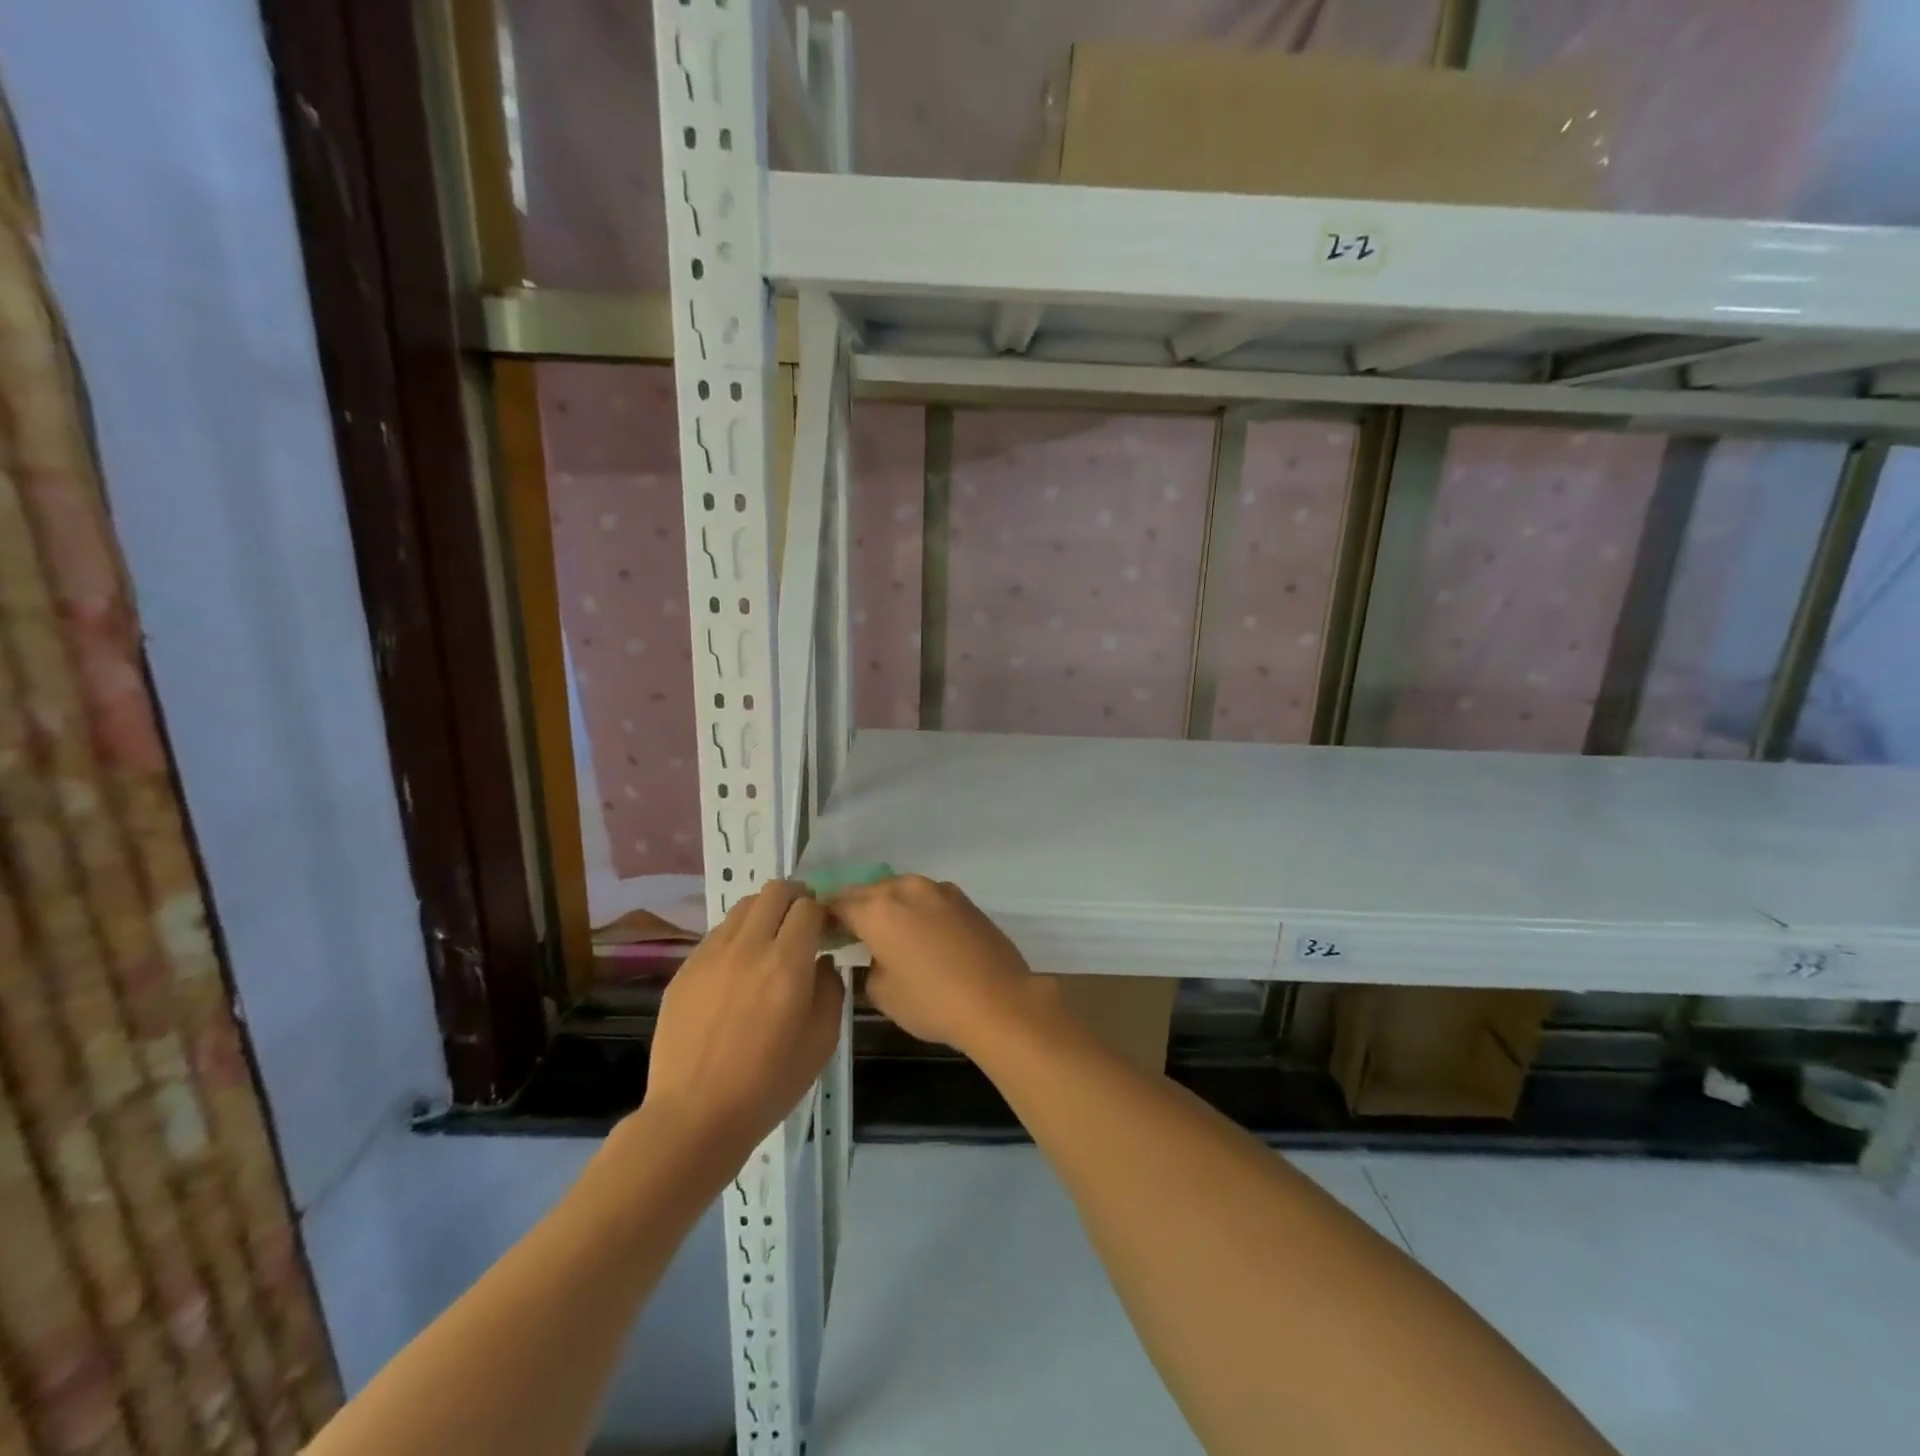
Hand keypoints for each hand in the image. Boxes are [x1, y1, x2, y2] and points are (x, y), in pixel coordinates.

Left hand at [642, 881, 843, 1160]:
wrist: (694, 1116)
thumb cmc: (768, 1085)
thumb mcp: (822, 1041)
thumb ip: (830, 989)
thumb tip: (823, 962)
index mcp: (787, 964)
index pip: (808, 907)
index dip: (822, 912)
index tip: (825, 931)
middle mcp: (748, 947)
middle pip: (774, 891)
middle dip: (794, 898)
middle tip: (801, 924)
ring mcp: (710, 955)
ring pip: (743, 907)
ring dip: (763, 914)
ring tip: (768, 943)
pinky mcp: (685, 969)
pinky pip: (717, 934)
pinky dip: (736, 937)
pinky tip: (738, 971)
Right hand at [829, 875, 1037, 1056]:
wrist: (999, 1000)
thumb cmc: (933, 1001)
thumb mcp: (882, 994)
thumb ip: (867, 966)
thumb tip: (875, 955)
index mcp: (878, 909)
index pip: (837, 903)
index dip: (824, 917)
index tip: (821, 933)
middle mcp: (906, 889)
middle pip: (868, 891)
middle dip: (856, 908)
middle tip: (849, 934)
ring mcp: (939, 889)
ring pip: (900, 890)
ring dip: (888, 906)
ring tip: (887, 934)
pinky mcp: (963, 899)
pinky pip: (927, 898)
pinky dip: (916, 910)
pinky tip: (921, 934)